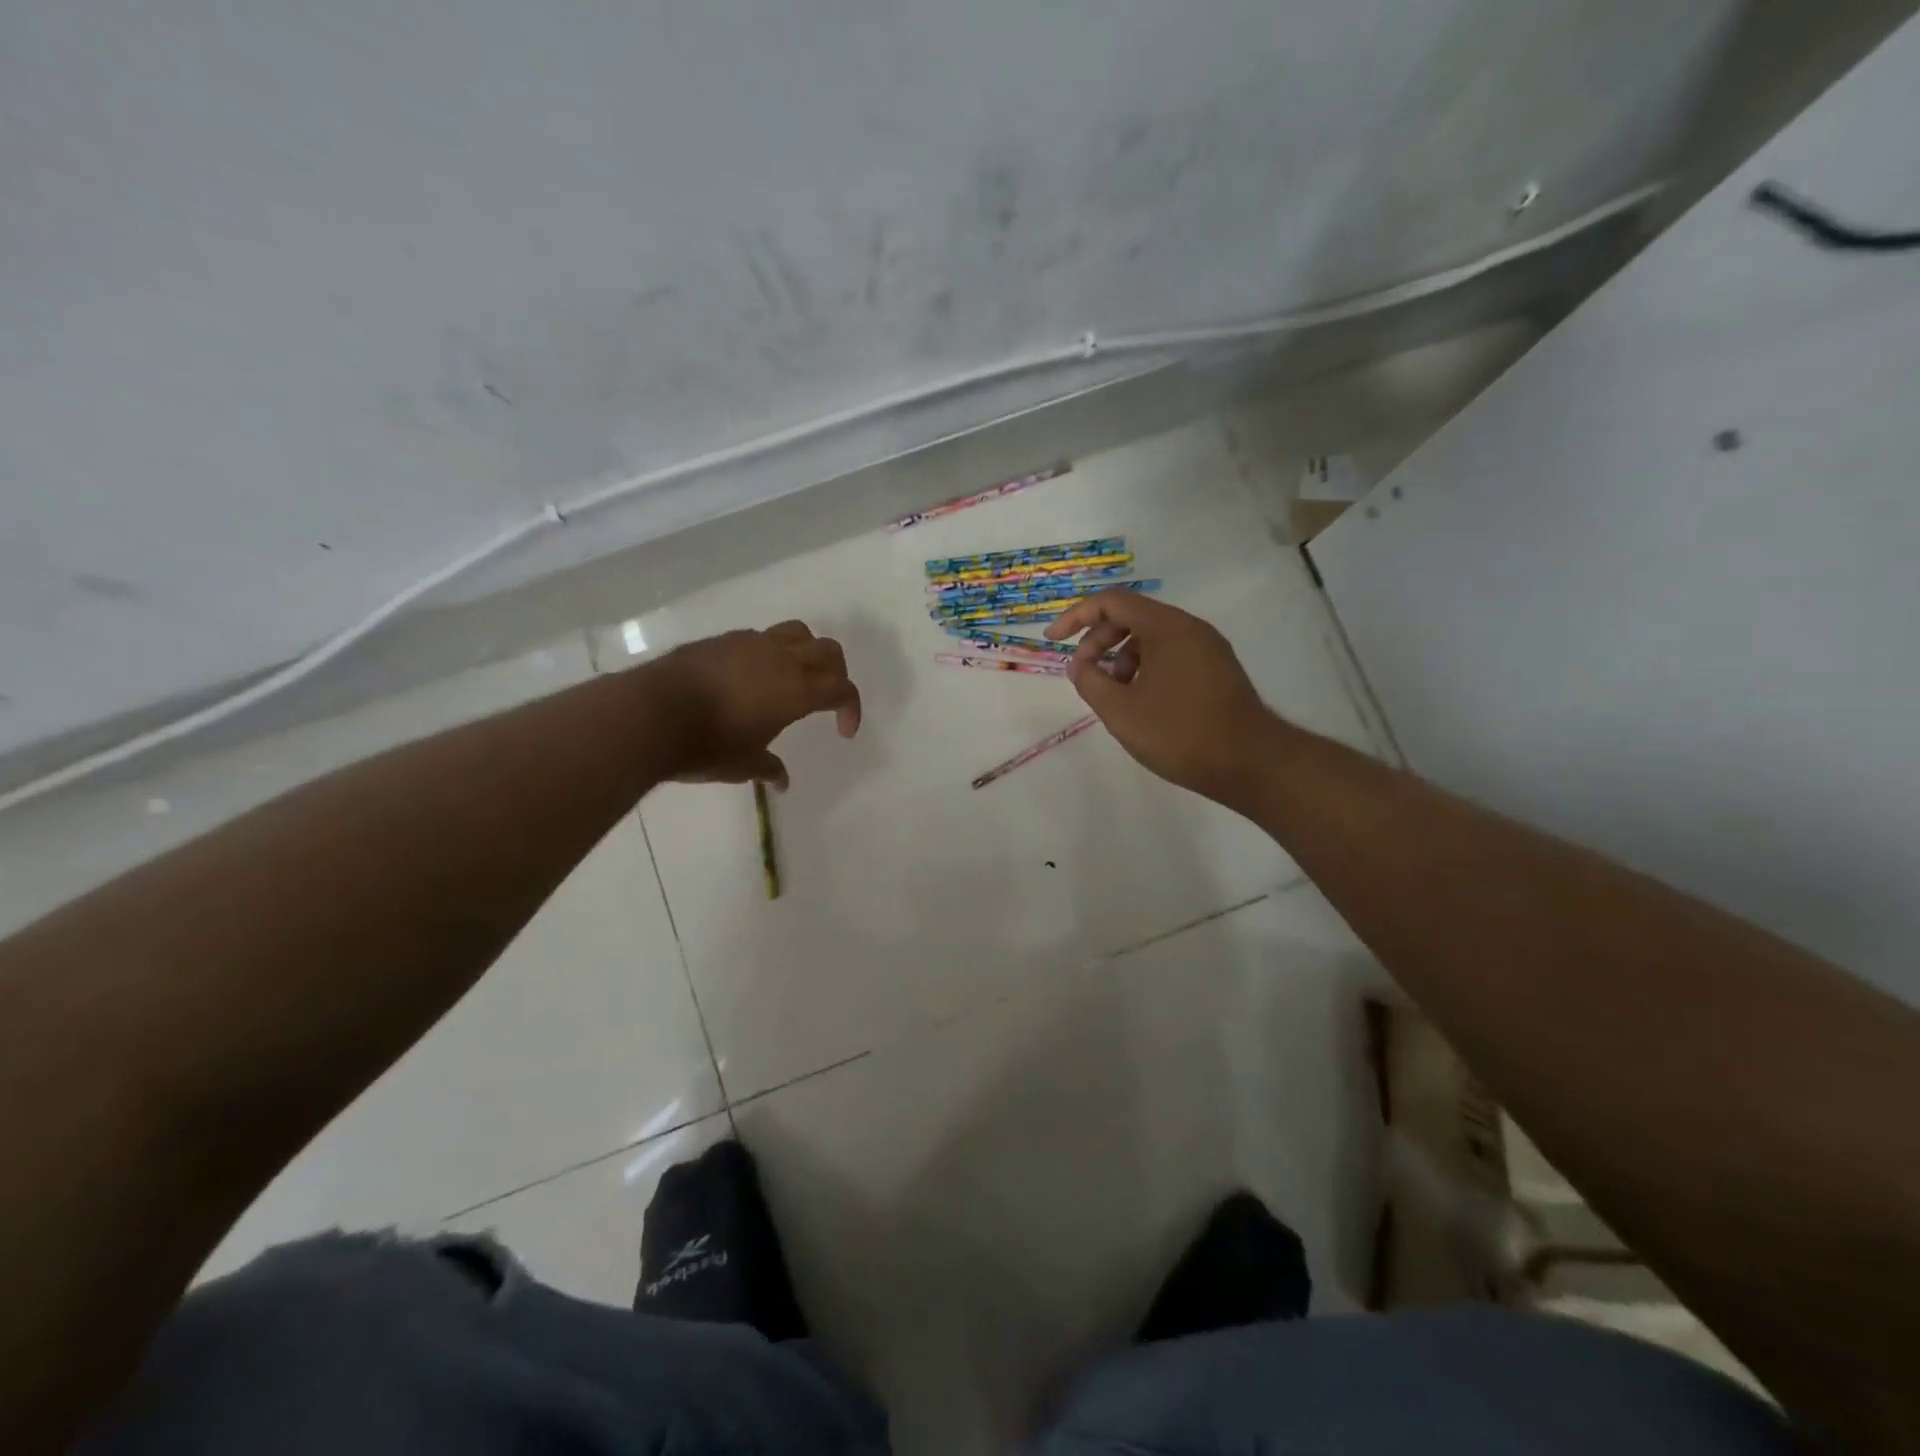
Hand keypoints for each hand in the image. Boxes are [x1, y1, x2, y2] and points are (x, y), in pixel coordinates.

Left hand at [652, 621, 860, 788]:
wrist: (651, 713)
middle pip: (829, 651)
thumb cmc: (708, 745)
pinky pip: (760, 637)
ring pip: (796, 632)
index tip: (843, 732)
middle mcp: (781, 658)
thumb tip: (781, 781)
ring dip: (806, 652)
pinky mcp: (722, 639)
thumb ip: (768, 769)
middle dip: (837, 673)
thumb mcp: (744, 765)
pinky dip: (769, 652)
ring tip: (793, 676)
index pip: (842, 690)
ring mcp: (750, 643)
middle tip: (828, 698)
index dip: (851, 709)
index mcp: (798, 689)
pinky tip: (751, 676)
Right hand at [1045, 591, 1282, 805]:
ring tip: (1114, 694)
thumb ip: (1090, 681)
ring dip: (1122, 657)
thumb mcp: (1120, 711)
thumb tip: (1079, 664)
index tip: (1053, 641)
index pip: (1112, 602)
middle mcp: (1190, 627)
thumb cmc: (1179, 733)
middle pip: (1132, 616)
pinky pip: (1171, 653)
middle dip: (1098, 641)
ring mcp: (1208, 648)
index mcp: (1166, 627)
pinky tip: (1141, 701)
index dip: (1076, 617)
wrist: (1250, 764)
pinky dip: (1146, 667)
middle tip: (1084, 674)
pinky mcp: (1217, 669)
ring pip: (1152, 637)